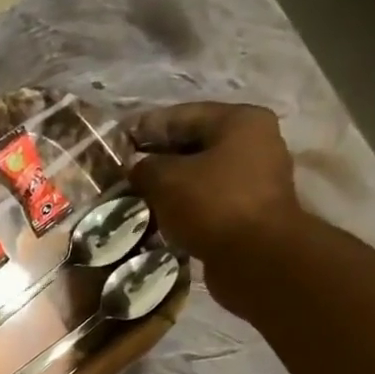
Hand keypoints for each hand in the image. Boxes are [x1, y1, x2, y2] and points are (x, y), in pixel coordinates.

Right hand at [126, 102, 304, 312]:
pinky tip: (160, 218)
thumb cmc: (212, 205)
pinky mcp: (249, 211)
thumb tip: (134, 166)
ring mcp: (255, 178)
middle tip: (124, 174)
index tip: (118, 142)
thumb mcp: (166, 180)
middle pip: (194, 145)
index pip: (182, 115)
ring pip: (201, 175)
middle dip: (158, 159)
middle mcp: (254, 142)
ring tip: (137, 198)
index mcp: (239, 121)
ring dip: (170, 186)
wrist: (256, 258)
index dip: (146, 127)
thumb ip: (144, 167)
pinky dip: (184, 207)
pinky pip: (208, 201)